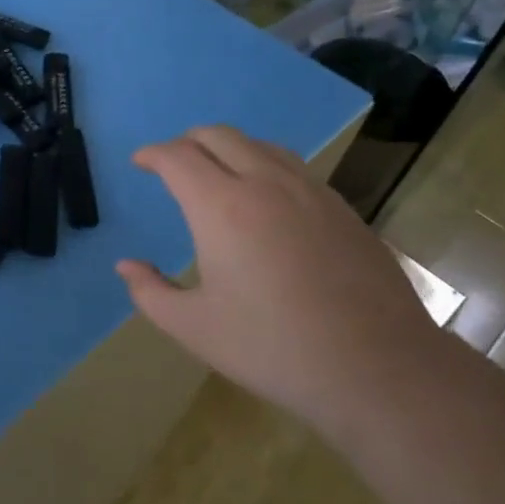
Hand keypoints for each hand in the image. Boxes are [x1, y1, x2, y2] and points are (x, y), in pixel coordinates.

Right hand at [116, 125, 442, 429]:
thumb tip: (127, 266)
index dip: (152, 154)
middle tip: (172, 164)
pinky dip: (264, 164)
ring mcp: (311, 192)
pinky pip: (293, 166)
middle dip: (187, 141)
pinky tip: (266, 199)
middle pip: (218, 136)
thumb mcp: (194, 328)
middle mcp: (265, 184)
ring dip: (228, 148)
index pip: (178, 157)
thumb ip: (150, 292)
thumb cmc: (272, 348)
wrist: (377, 368)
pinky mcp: (342, 208)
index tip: (140, 162)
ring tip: (216, 174)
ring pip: (260, 144)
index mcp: (222, 208)